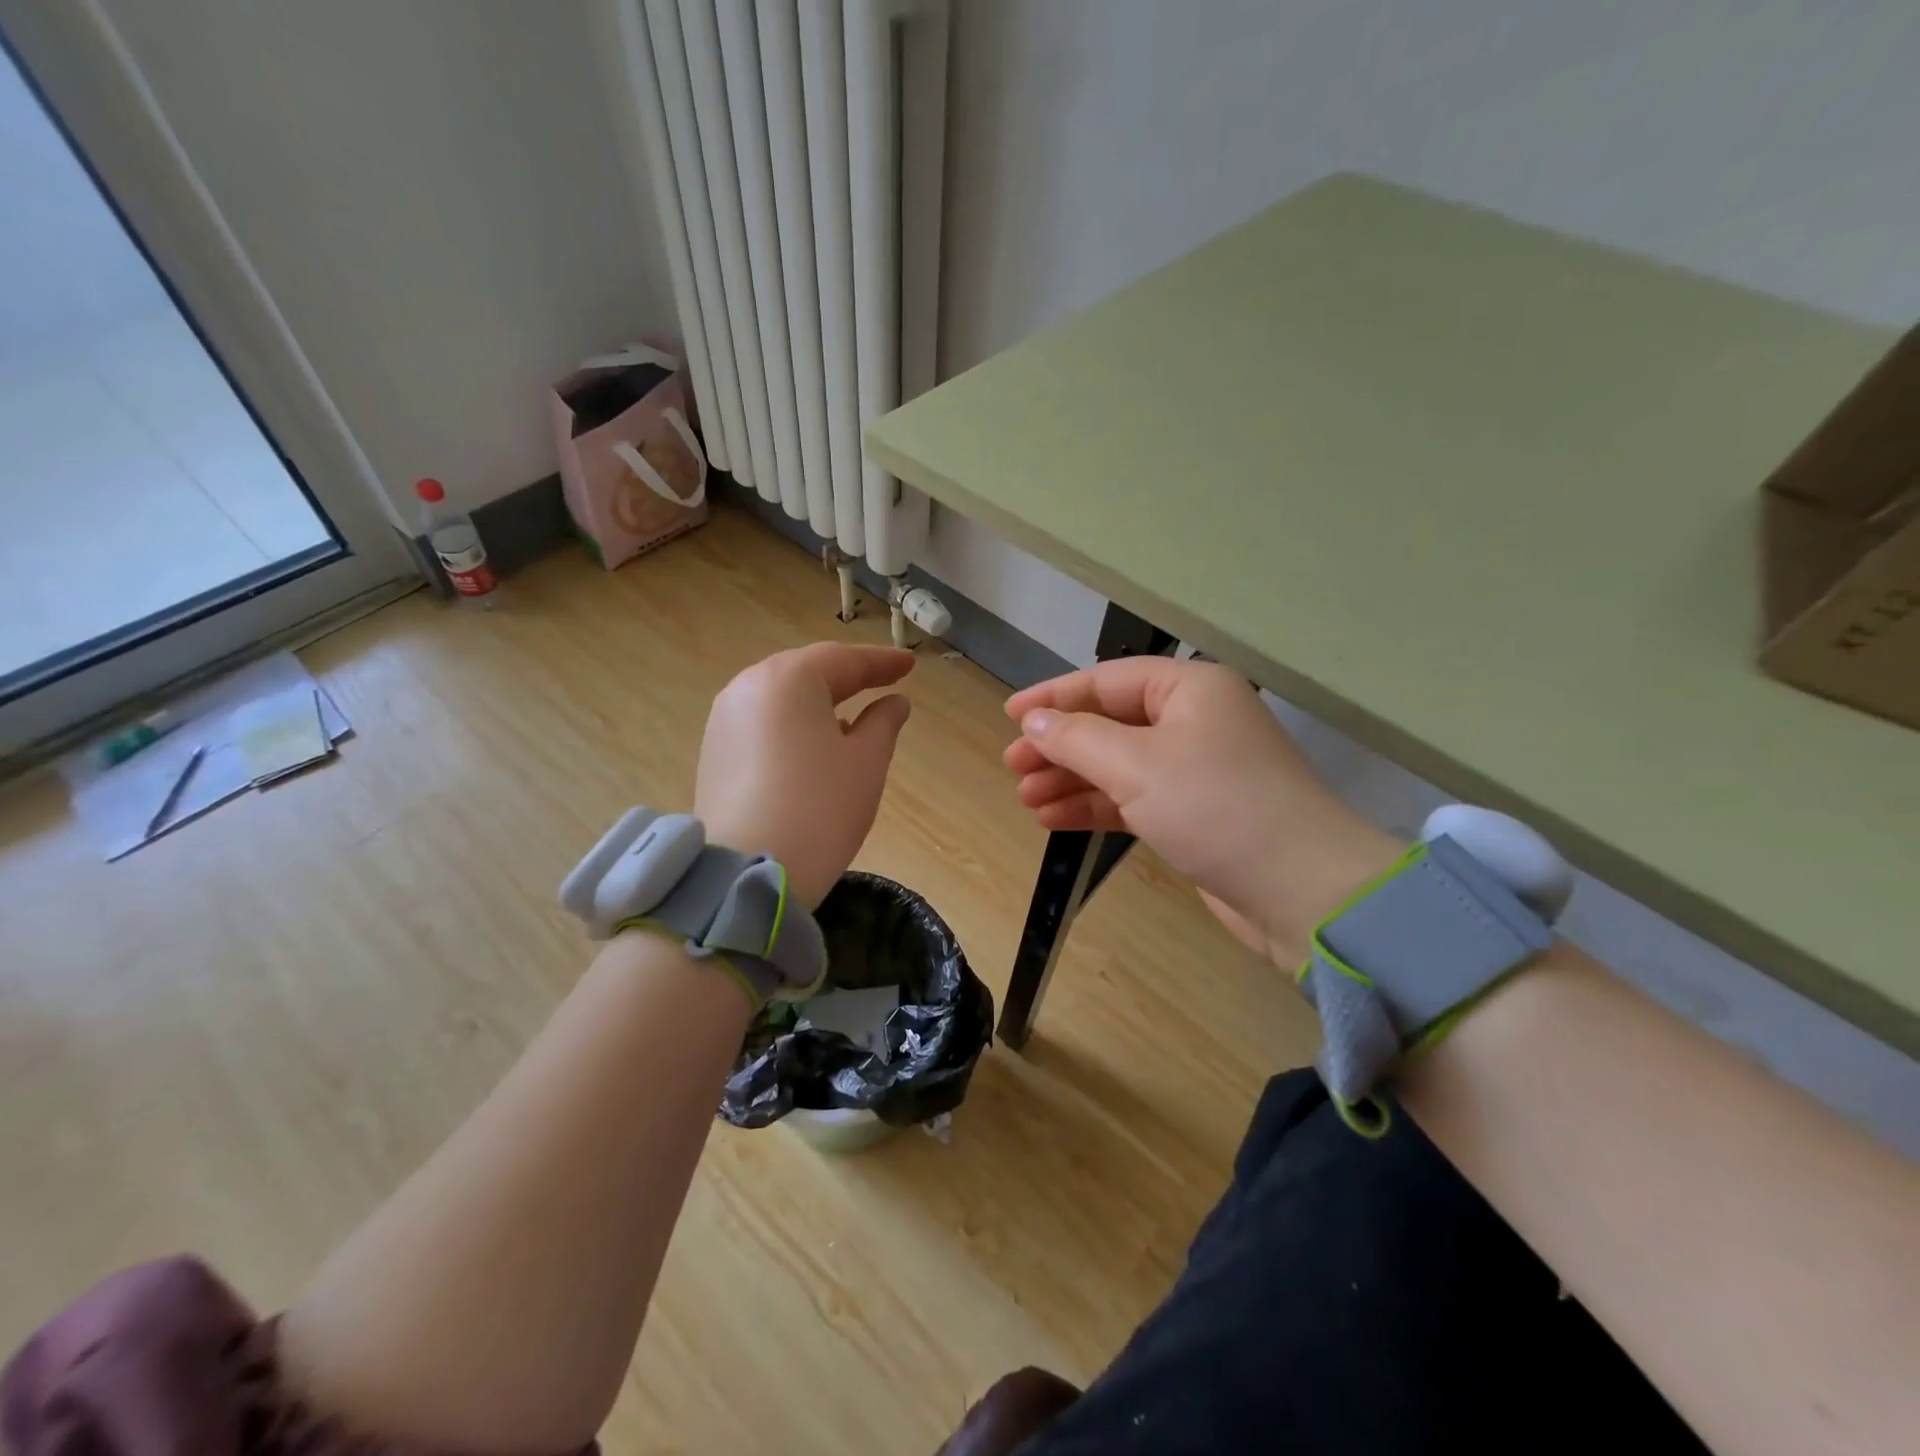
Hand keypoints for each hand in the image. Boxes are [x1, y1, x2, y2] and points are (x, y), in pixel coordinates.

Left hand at [696, 643, 913, 908]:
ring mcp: (723, 720)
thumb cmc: (820, 808)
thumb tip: (893, 703)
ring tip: (851, 714)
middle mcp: (747, 687)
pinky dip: (792, 724)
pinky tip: (813, 744)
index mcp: (788, 679)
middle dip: (847, 677)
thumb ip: (883, 723)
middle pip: (806, 672)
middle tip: (883, 681)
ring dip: (818, 701)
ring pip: (781, 697)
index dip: (881, 662)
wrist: (748, 873)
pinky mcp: (713, 752)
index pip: (843, 659)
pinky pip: (762, 722)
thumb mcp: (866, 762)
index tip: (909, 665)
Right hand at [1004, 658, 1400, 966]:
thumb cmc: (1215, 807)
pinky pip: (1133, 799)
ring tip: (1026, 799)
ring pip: (1118, 765)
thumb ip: (1077, 738)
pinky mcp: (1194, 814)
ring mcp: (1195, 769)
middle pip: (1110, 724)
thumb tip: (1033, 722)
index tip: (1009, 717)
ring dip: (1072, 780)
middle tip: (1013, 767)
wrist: (1301, 892)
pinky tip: (1055, 819)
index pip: (1106, 681)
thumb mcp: (1136, 765)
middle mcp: (1194, 720)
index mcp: (1189, 689)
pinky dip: (1096, 806)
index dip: (1054, 697)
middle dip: (1060, 746)